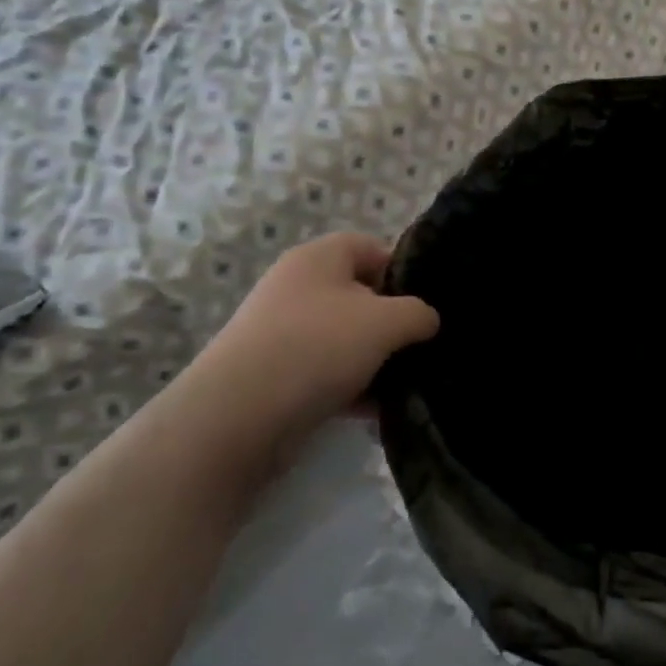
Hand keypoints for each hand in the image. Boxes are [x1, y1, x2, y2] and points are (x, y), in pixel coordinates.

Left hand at [161, 233, 438, 489]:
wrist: (237, 417)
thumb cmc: (317, 347)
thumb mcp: (387, 322)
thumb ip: (419, 313)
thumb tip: (427, 320)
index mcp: (319, 258)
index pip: (371, 248)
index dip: (403, 271)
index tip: (428, 304)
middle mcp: (298, 288)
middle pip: (361, 296)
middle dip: (394, 323)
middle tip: (423, 346)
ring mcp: (284, 332)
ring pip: (347, 338)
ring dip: (377, 360)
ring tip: (407, 384)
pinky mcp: (278, 375)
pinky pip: (328, 372)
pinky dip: (353, 388)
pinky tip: (377, 412)